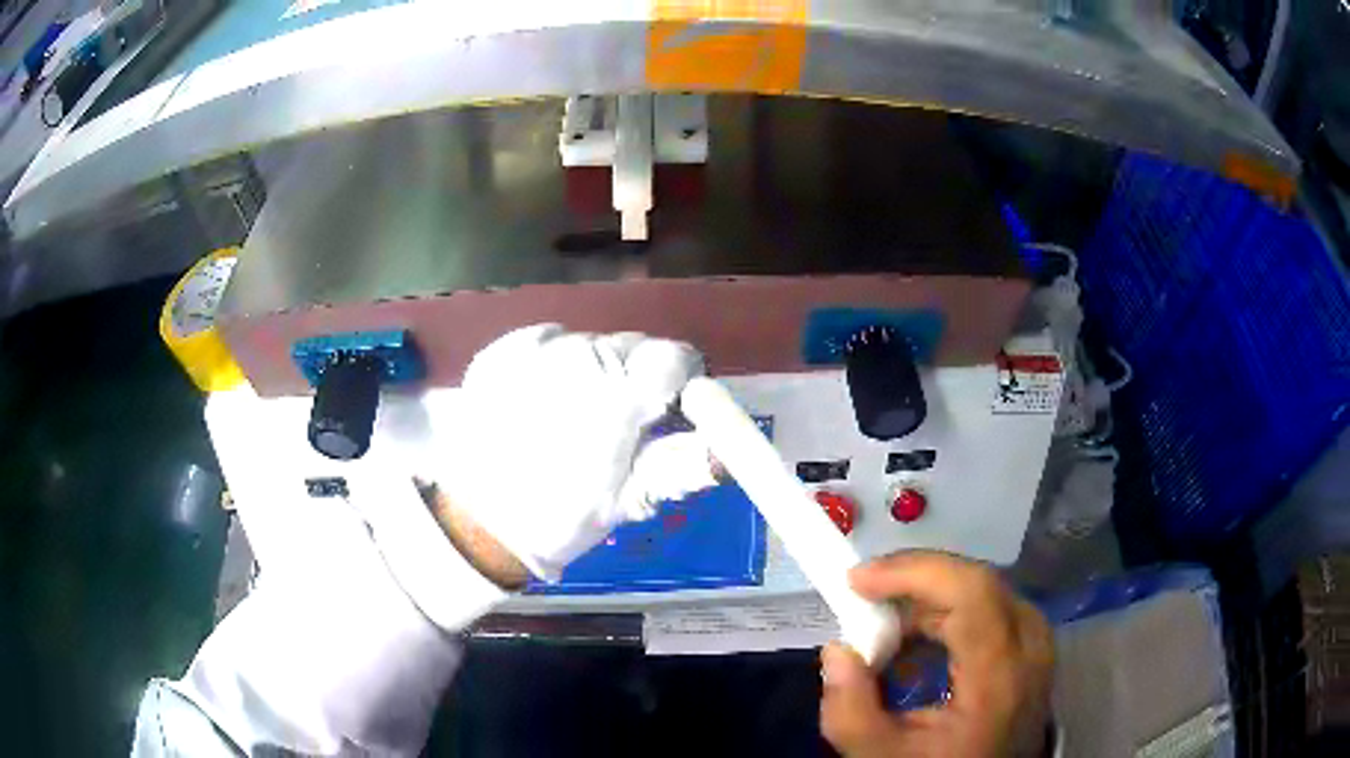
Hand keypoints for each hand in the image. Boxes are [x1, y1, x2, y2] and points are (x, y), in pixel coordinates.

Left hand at [424, 324, 715, 581]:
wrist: (479, 520)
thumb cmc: (560, 517)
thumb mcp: (628, 501)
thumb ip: (682, 468)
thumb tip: (727, 450)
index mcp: (619, 395)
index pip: (676, 357)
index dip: (682, 382)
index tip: (670, 410)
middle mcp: (582, 356)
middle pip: (633, 346)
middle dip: (638, 378)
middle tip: (619, 422)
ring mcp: (537, 348)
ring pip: (592, 341)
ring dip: (596, 369)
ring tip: (573, 413)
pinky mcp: (504, 349)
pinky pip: (549, 339)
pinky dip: (555, 360)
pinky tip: (541, 397)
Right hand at [820, 551, 1053, 757]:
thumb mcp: (882, 756)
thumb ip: (848, 711)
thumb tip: (837, 650)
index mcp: (999, 678)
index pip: (971, 593)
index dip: (915, 572)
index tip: (858, 581)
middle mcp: (1029, 649)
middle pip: (976, 584)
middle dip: (914, 582)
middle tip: (863, 600)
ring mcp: (1036, 644)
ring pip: (983, 590)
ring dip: (929, 597)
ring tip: (884, 626)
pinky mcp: (1031, 646)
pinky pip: (990, 606)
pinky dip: (948, 612)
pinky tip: (917, 639)